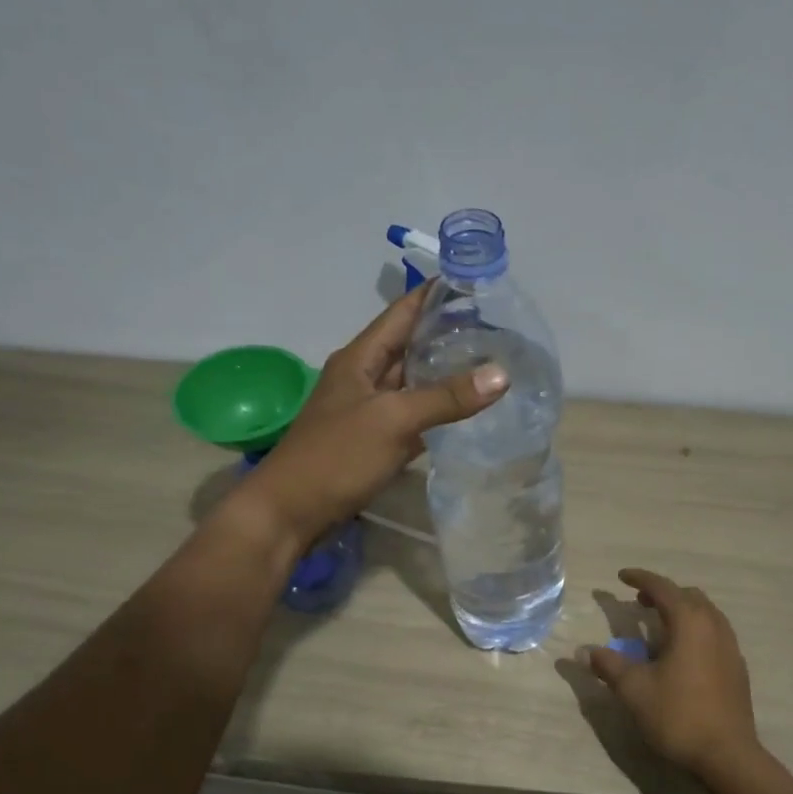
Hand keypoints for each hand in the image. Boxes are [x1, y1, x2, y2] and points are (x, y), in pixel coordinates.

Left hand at [234, 285, 506, 546]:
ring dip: (443, 374)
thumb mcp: (393, 420)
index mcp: (360, 358)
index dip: (435, 295)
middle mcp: (363, 378)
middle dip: (446, 334)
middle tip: (496, 328)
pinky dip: (435, 412)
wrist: (290, 512)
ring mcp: (367, 412)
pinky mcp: (372, 443)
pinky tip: (464, 413)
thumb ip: (446, 398)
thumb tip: (502, 374)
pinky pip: (411, 418)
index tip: (474, 281)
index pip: (402, 312)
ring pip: (411, 384)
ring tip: (488, 363)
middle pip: (409, 346)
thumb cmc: (337, 456)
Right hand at [585, 569, 764, 779]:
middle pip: (688, 596)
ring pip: (705, 614)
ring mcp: (730, 647)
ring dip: (681, 611)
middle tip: (639, 602)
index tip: (621, 576)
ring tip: (658, 625)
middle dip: (662, 593)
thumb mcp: (634, 690)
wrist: (727, 755)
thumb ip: (609, 665)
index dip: (640, 578)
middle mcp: (714, 626)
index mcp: (690, 623)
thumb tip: (585, 651)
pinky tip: (681, 653)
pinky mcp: (737, 668)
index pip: (663, 588)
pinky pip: (714, 633)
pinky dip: (694, 629)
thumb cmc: (678, 715)